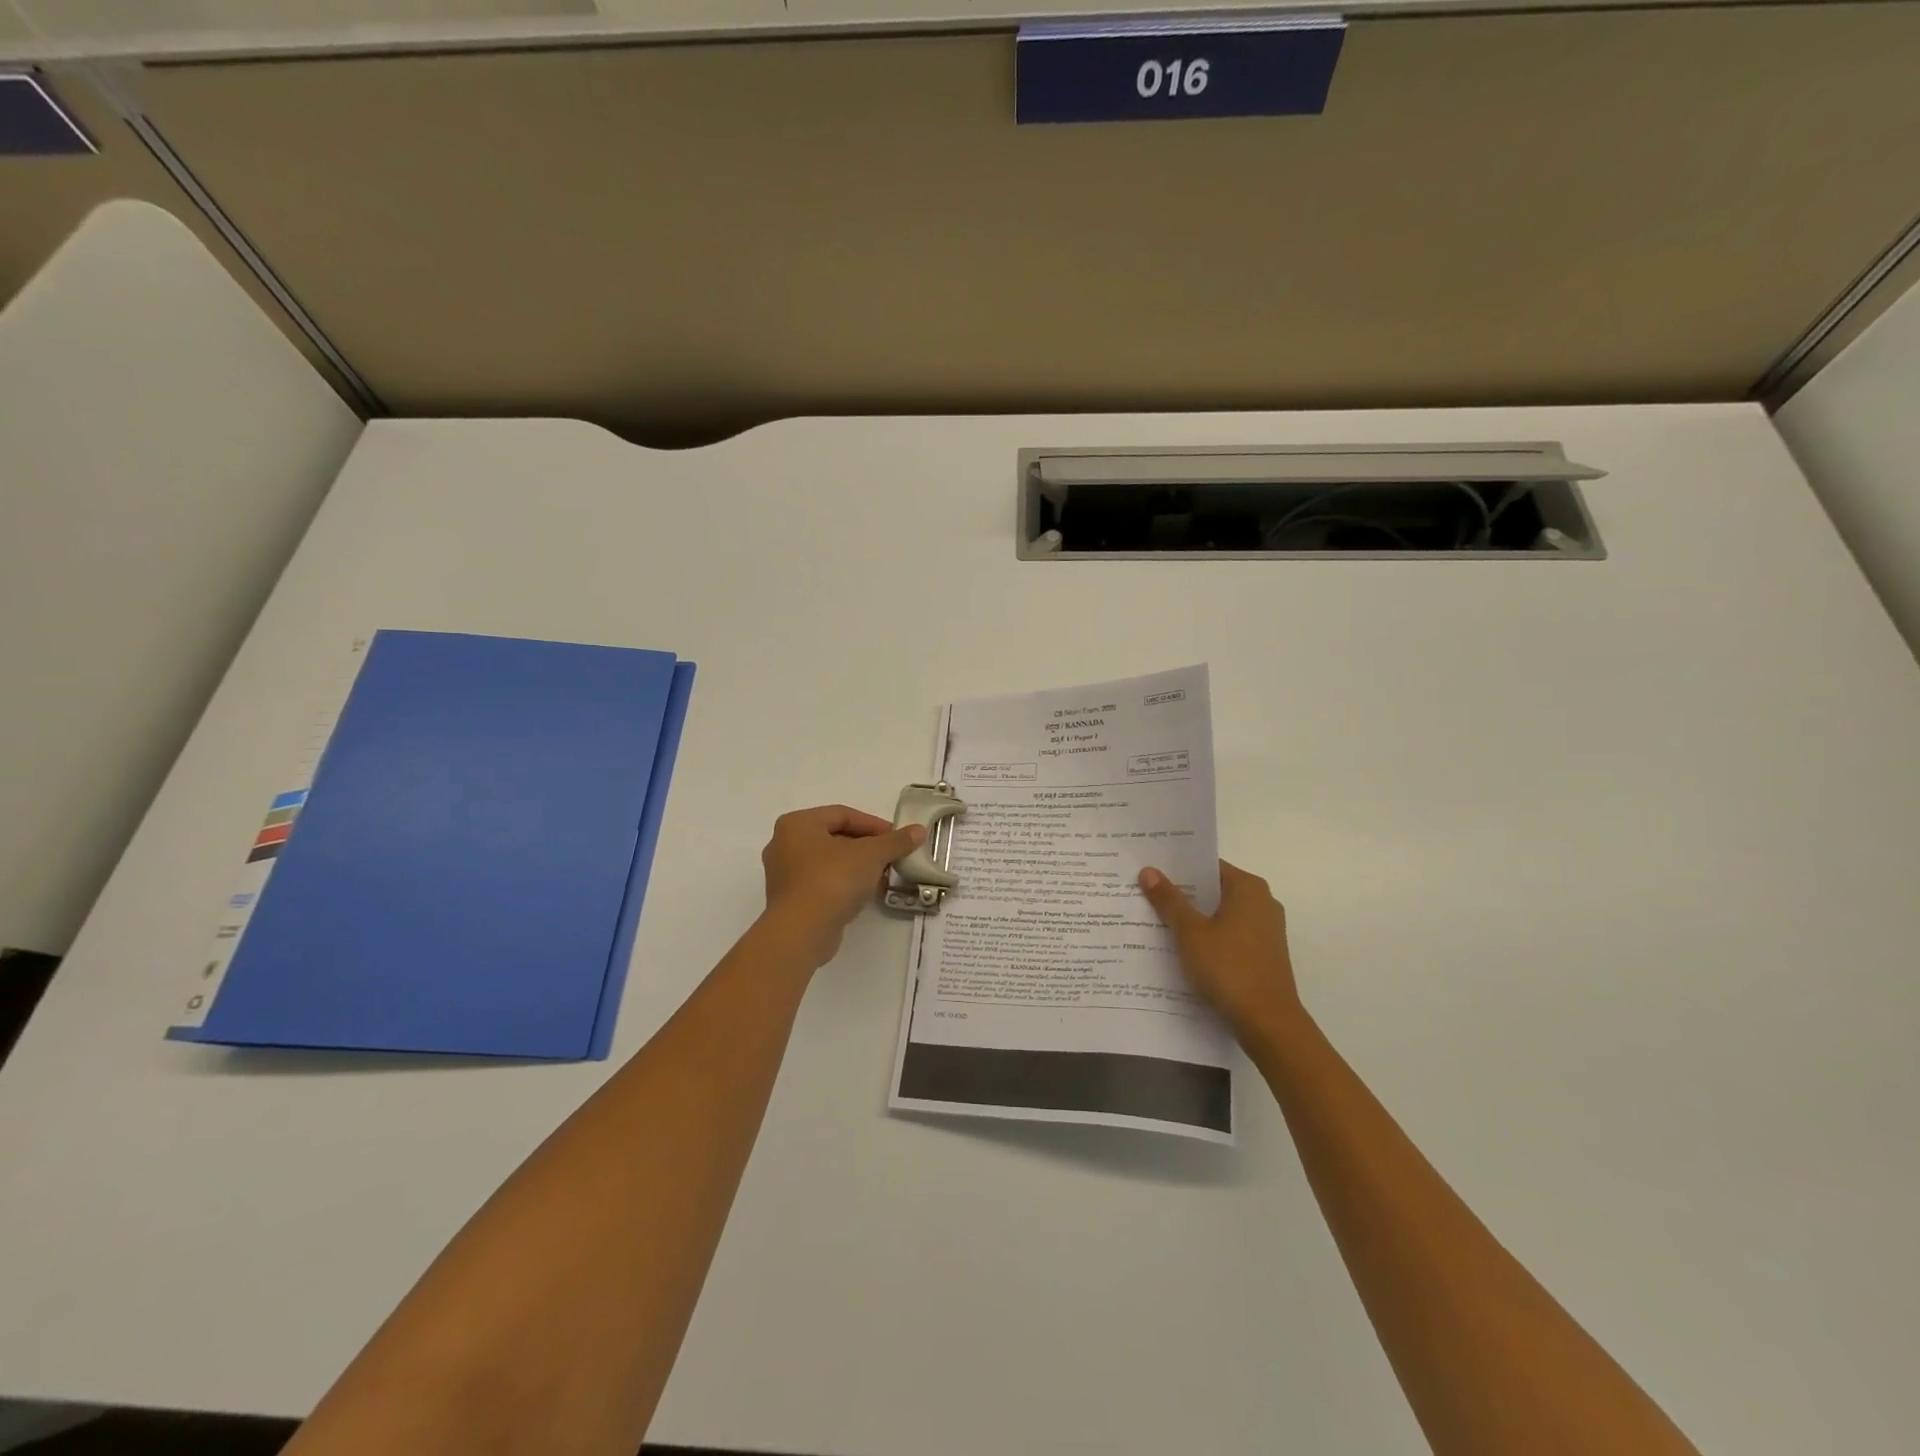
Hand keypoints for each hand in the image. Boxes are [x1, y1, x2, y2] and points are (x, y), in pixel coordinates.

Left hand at [760, 805, 923, 967]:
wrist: (801, 932)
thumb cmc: (832, 879)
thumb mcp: (871, 855)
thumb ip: (895, 841)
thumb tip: (919, 830)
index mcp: (798, 824)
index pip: (843, 814)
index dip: (874, 824)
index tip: (897, 838)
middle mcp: (784, 844)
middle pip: (835, 837)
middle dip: (867, 847)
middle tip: (891, 857)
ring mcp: (784, 875)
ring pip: (829, 862)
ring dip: (857, 867)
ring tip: (882, 876)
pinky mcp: (789, 901)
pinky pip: (822, 883)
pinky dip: (843, 884)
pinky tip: (864, 895)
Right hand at [1138, 860, 1302, 1039]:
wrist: (1269, 1024)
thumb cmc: (1229, 968)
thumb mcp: (1190, 932)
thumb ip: (1169, 900)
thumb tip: (1149, 870)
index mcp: (1248, 888)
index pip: (1207, 866)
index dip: (1177, 868)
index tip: (1149, 870)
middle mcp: (1262, 903)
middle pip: (1213, 890)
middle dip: (1182, 894)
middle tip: (1144, 894)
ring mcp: (1266, 931)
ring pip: (1221, 915)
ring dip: (1193, 919)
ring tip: (1156, 921)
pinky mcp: (1264, 955)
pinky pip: (1229, 936)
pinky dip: (1208, 938)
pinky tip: (1182, 950)